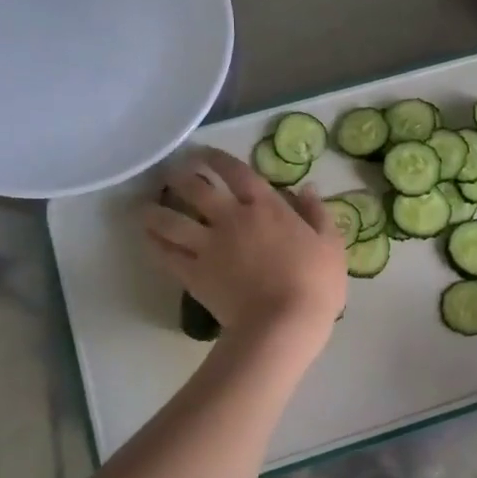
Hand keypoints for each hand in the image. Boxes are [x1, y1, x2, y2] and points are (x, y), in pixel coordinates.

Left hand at [144, 150, 346, 357]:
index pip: (236, 172)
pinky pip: (167, 254)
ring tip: (145, 206)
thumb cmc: (316, 284)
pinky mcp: (194, 274)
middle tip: (171, 172)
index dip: (217, 158)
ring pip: (171, 220)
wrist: (284, 325)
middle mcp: (231, 219)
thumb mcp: (330, 245)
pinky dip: (155, 244)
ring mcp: (209, 246)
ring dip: (155, 210)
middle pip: (196, 188)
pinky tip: (148, 238)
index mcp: (266, 207)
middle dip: (180, 175)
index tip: (203, 152)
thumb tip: (307, 188)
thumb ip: (318, 213)